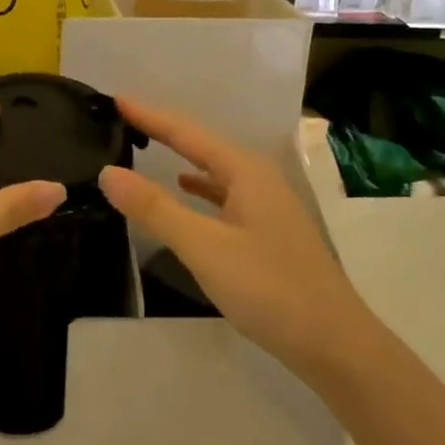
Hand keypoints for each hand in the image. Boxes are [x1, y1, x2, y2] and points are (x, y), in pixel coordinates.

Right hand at [98, 98, 362, 377]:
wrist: (335, 345)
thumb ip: (156, 209)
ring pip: (214, 170)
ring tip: (146, 146)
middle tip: (124, 118)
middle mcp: (258, 179)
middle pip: (202, 145)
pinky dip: (199, 188)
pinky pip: (224, 194)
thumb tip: (108, 172)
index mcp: (246, 172)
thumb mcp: (205, 248)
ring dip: (180, 157)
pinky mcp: (267, 232)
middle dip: (164, 130)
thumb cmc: (270, 289)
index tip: (115, 99)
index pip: (187, 133)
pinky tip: (186, 190)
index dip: (149, 116)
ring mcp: (267, 206)